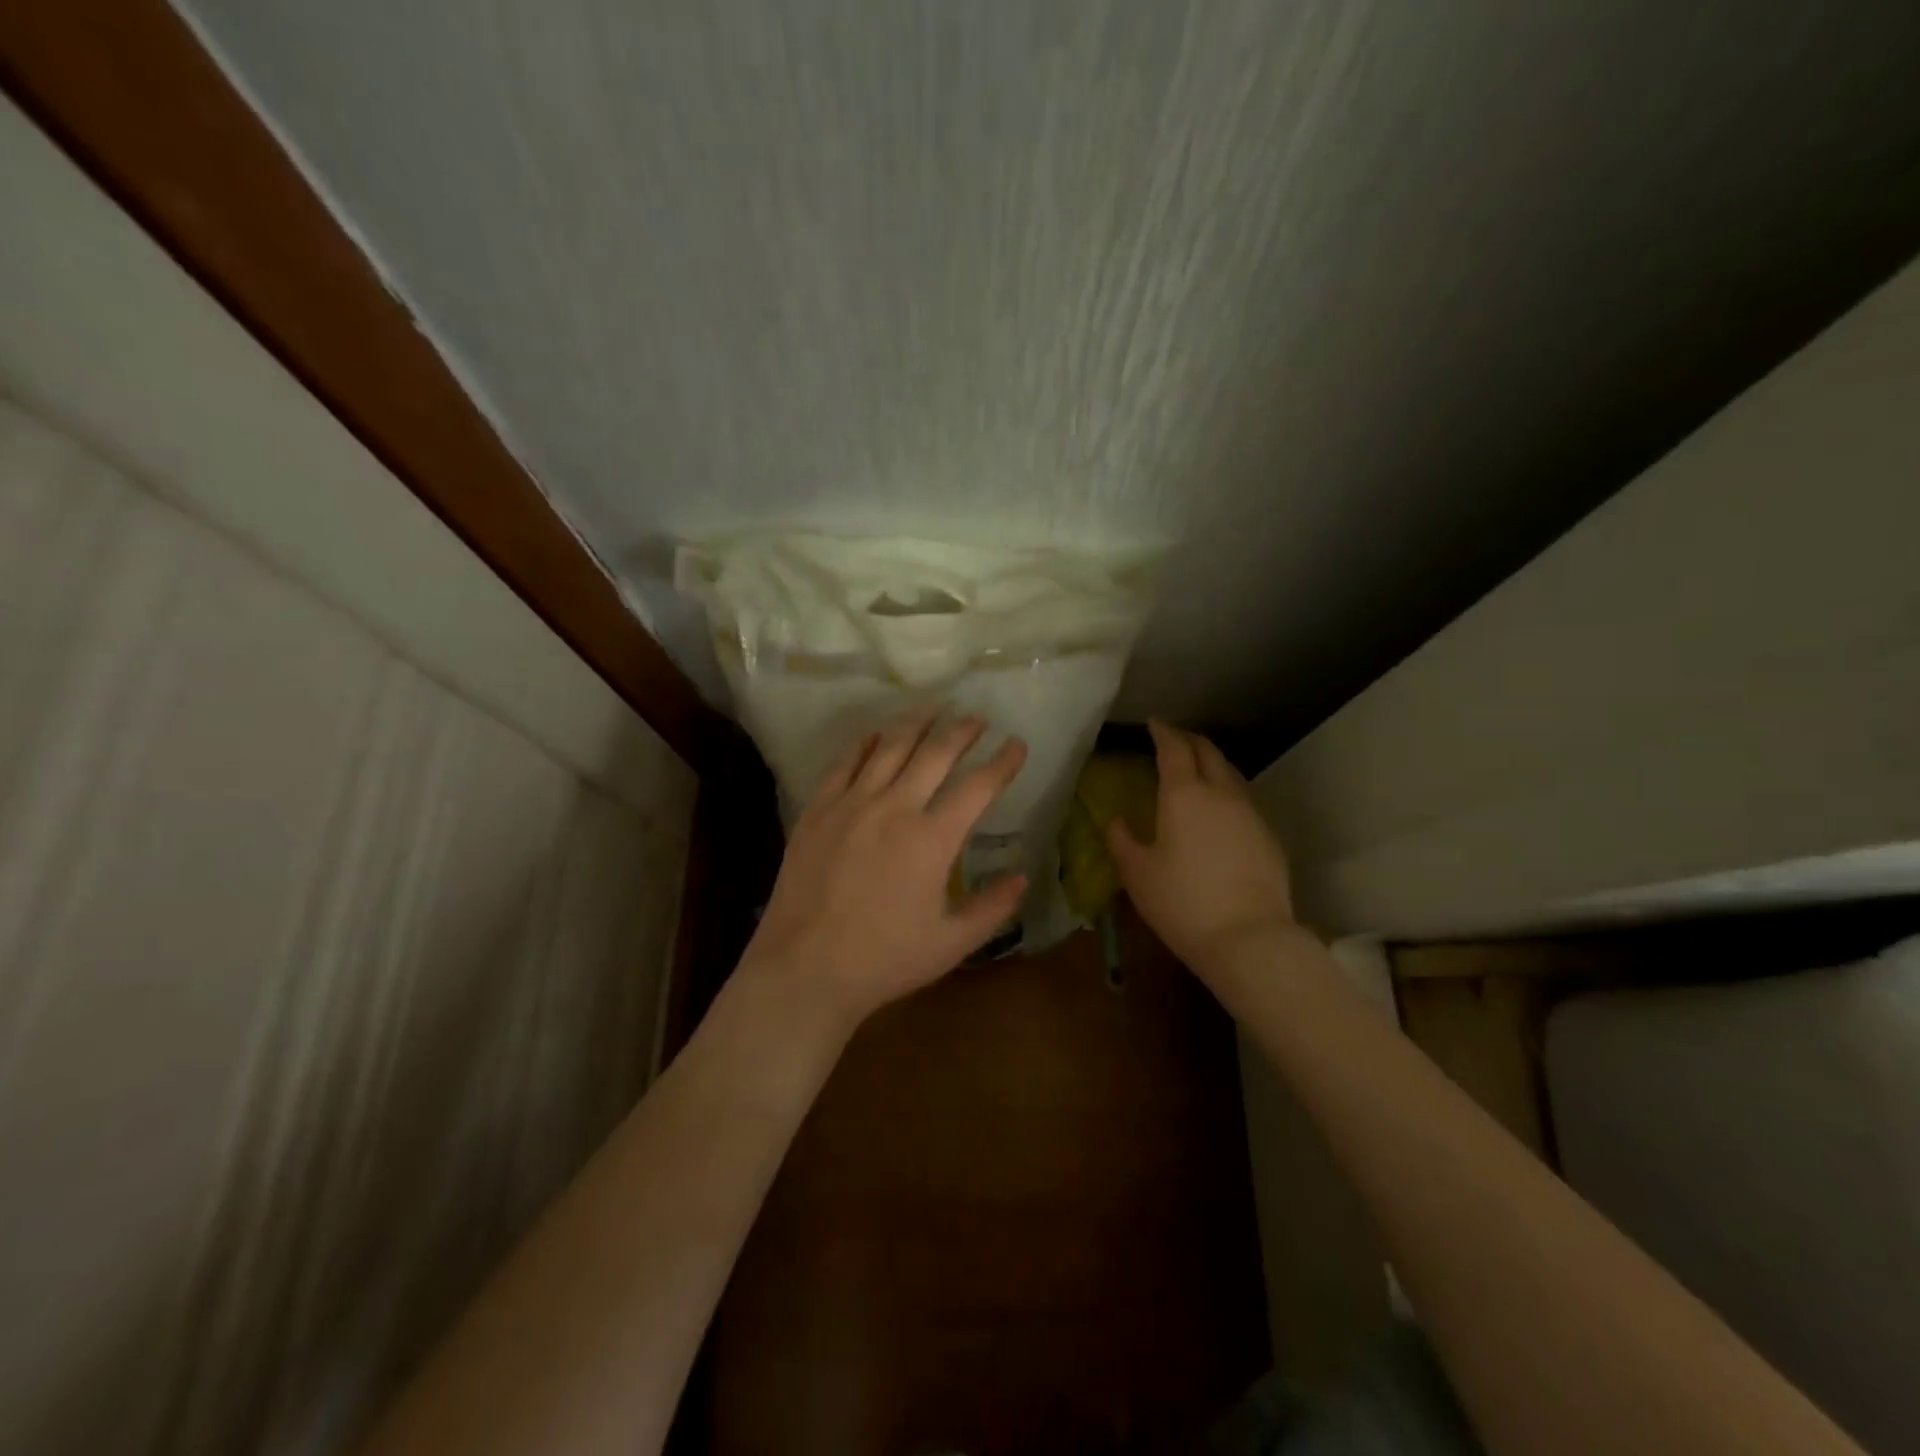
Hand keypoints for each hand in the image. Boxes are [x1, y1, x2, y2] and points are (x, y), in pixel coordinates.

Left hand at [739, 710, 1028, 1029]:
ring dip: (916, 724)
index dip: (1003, 762)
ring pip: (889, 748)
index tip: (1017, 744)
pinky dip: (864, 743)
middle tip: (977, 718)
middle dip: (962, 731)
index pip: (978, 787)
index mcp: (933, 839)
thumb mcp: (950, 943)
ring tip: (933, 709)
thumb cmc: (884, 960)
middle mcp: (895, 807)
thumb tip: (1022, 878)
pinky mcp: (818, 810)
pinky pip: (844, 763)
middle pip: (935, 753)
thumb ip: (992, 909)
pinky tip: (875, 734)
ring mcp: (851, 804)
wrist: (804, 968)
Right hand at [1107, 720, 1298, 972]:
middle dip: (1189, 740)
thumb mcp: (1137, 874)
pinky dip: (1227, 791)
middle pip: (1208, 751)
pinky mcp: (1269, 835)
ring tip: (1197, 770)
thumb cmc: (1182, 902)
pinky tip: (1220, 810)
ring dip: (1212, 763)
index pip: (1174, 748)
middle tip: (1173, 740)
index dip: (1162, 731)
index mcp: (1184, 795)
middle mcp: (1221, 793)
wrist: (1249, 938)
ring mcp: (1251, 813)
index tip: (1153, 723)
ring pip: (1231, 773)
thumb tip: (1115, 821)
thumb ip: (1121, 840)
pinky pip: (1244, 799)